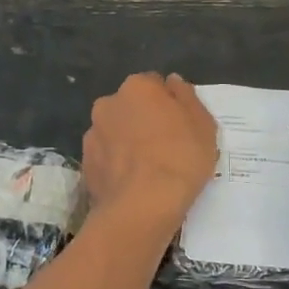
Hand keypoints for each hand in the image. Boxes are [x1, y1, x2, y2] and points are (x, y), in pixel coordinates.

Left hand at [82, 73, 219, 230]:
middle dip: (143, 120)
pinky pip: (106, 157)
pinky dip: (116, 164)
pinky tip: (132, 182)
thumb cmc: (180, 158)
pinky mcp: (85, 164)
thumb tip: (172, 81)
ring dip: (127, 142)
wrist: (142, 207)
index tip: (180, 125)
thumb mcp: (203, 124)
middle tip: (165, 146)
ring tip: (147, 169)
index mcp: (137, 87)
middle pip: (130, 106)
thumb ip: (186, 96)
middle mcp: (108, 103)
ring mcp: (92, 134)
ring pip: (115, 131)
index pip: (154, 84)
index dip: (168, 104)